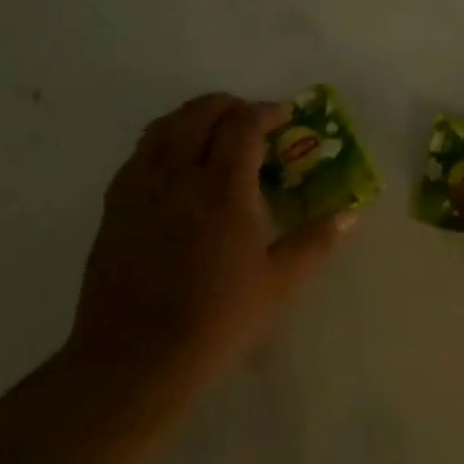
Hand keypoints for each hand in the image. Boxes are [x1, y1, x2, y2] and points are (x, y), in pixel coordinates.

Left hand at [69, 94, 354, 388]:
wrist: (136, 357)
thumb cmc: (216, 319)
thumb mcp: (278, 284)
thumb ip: (314, 242)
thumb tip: (349, 214)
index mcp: (223, 187)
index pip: (243, 124)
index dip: (265, 112)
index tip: (282, 118)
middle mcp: (178, 173)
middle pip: (199, 113)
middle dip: (228, 106)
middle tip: (249, 120)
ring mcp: (140, 186)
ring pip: (164, 126)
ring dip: (192, 117)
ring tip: (211, 134)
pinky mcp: (114, 205)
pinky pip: (139, 153)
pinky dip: (163, 142)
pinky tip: (175, 168)